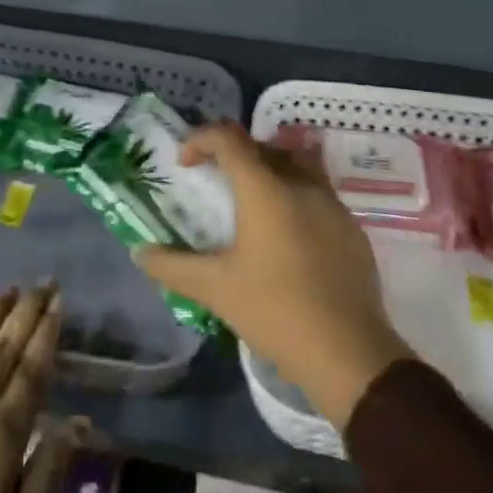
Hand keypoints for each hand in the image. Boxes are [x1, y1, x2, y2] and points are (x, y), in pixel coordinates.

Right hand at [136, 123, 411, 428]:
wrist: (349, 354)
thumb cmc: (276, 312)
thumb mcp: (215, 289)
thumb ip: (173, 266)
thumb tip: (140, 253)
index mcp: (265, 189)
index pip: (228, 138)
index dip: (200, 140)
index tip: (185, 164)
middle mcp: (301, 184)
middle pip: (263, 146)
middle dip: (235, 154)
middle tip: (217, 183)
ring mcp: (332, 205)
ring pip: (297, 164)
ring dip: (270, 170)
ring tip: (254, 203)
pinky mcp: (352, 230)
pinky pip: (319, 194)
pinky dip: (296, 198)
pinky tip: (288, 238)